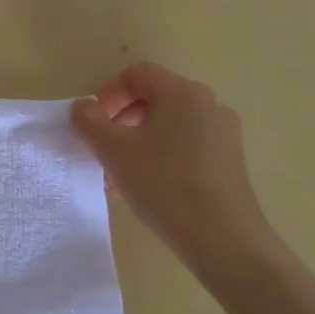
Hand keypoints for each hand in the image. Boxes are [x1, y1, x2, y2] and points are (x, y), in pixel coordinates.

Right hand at [71, 62, 281, 273]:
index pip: (138, 74)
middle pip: (154, 99)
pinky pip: (186, 147)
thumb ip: (89, 121)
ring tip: (120, 175)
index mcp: (182, 93)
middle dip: (121, 120)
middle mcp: (208, 105)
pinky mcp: (230, 162)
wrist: (223, 238)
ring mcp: (224, 134)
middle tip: (103, 149)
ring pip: (169, 126)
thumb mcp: (113, 151)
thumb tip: (84, 106)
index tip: (94, 123)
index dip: (109, 93)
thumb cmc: (163, 184)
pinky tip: (147, 189)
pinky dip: (161, 157)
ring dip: (138, 142)